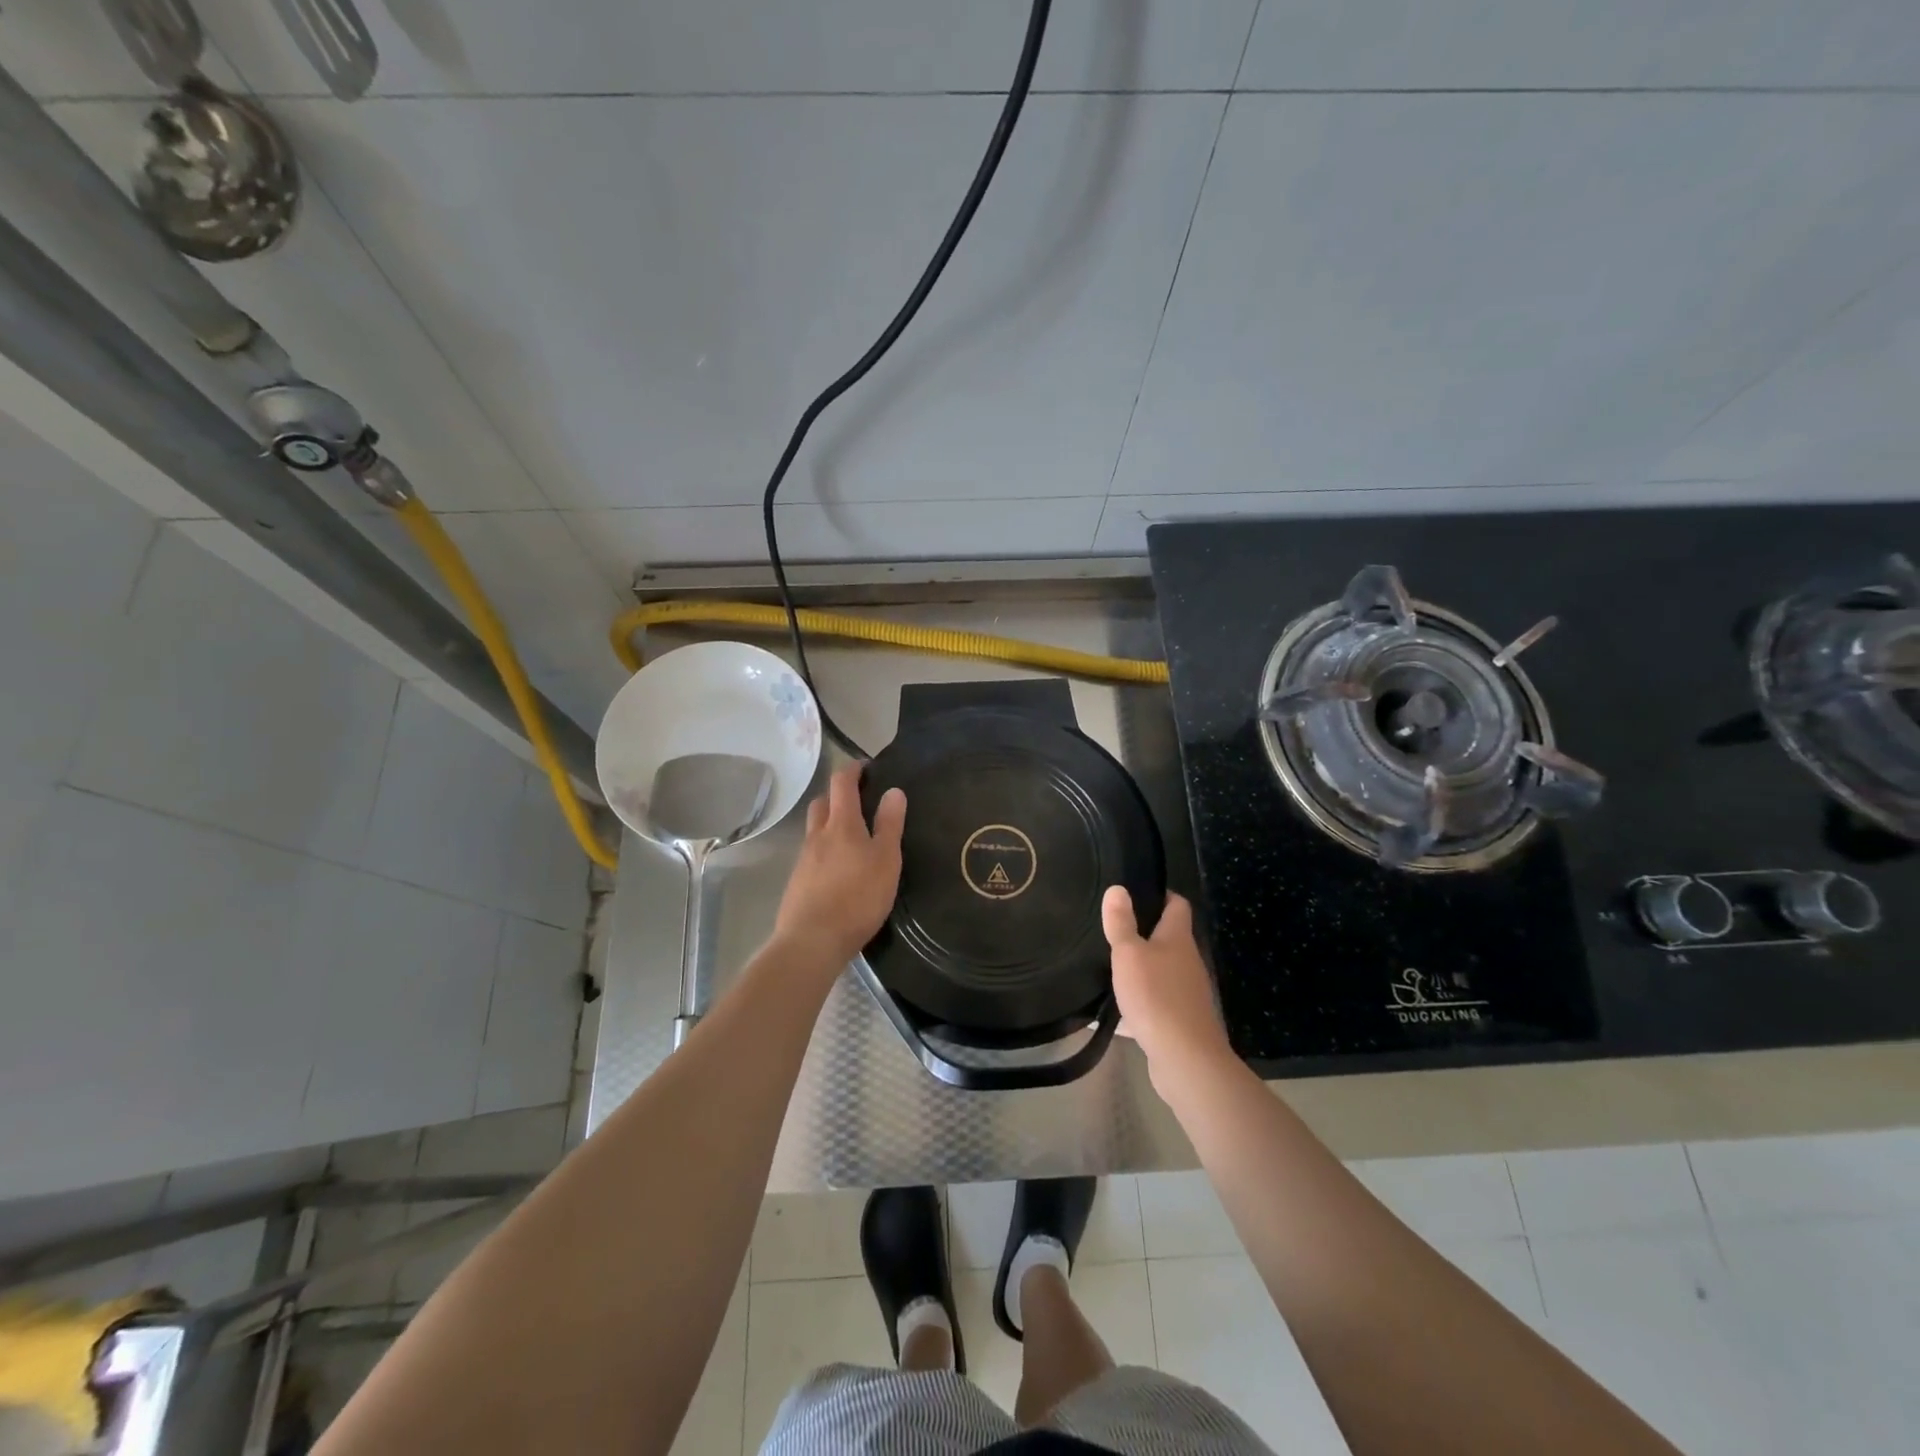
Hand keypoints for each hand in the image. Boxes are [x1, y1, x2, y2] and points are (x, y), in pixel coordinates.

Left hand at [773, 765, 906, 969]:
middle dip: (837, 795)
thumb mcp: (886, 860)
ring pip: (815, 829)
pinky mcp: (798, 882)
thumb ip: (890, 824)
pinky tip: (838, 869)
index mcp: (841, 823)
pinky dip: (824, 850)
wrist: (812, 940)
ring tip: (851, 837)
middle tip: (858, 801)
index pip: (842, 783)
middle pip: (822, 803)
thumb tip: (893, 791)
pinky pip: (811, 854)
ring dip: (829, 823)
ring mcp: (804, 859)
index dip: (852, 770)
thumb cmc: (857, 897)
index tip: (866, 767)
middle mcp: (817, 835)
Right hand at [1102, 888, 1231, 1088]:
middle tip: (1113, 928)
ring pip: (1161, 971)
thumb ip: (1121, 923)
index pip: (1177, 905)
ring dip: (1141, 968)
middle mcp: (1188, 961)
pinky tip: (1116, 1010)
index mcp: (1178, 939)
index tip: (1135, 893)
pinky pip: (1156, 1002)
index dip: (1160, 895)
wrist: (1185, 1059)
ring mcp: (1187, 992)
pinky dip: (1139, 1002)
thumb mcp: (1129, 955)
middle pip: (1169, 938)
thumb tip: (1118, 888)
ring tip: (1110, 966)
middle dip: (1144, 933)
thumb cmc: (1156, 996)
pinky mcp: (1180, 1019)